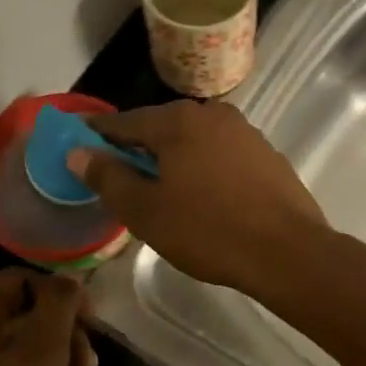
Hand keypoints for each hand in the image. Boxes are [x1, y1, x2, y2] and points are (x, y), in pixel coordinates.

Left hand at [0, 271, 96, 365]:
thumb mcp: (44, 351)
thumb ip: (59, 304)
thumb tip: (67, 280)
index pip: (18, 279)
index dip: (60, 293)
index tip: (92, 320)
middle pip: (23, 311)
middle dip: (64, 331)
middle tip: (90, 360)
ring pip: (23, 343)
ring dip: (59, 358)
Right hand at [67, 101, 329, 297]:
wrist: (287, 251)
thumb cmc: (207, 230)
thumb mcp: (145, 210)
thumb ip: (108, 177)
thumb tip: (78, 152)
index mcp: (178, 121)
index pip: (124, 122)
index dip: (97, 134)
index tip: (78, 144)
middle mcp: (212, 114)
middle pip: (161, 127)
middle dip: (137, 148)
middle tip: (117, 176)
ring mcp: (244, 132)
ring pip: (193, 140)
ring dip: (172, 158)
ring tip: (159, 189)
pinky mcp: (266, 154)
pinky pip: (220, 154)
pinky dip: (202, 167)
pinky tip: (202, 195)